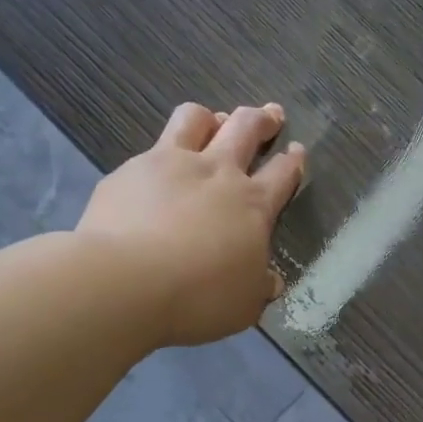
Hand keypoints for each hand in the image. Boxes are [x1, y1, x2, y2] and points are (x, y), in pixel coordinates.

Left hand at [78, 101, 305, 346]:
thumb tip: (270, 281)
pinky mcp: (130, 170)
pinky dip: (161, 154)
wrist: (126, 282)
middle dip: (262, 119)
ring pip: (195, 118)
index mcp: (252, 205)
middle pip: (246, 128)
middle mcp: (217, 173)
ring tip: (212, 122)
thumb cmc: (198, 298)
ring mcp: (171, 164)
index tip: (296, 151)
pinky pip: (151, 148)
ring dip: (210, 117)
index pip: (282, 173)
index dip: (293, 161)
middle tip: (270, 115)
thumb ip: (257, 288)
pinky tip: (154, 172)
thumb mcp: (243, 305)